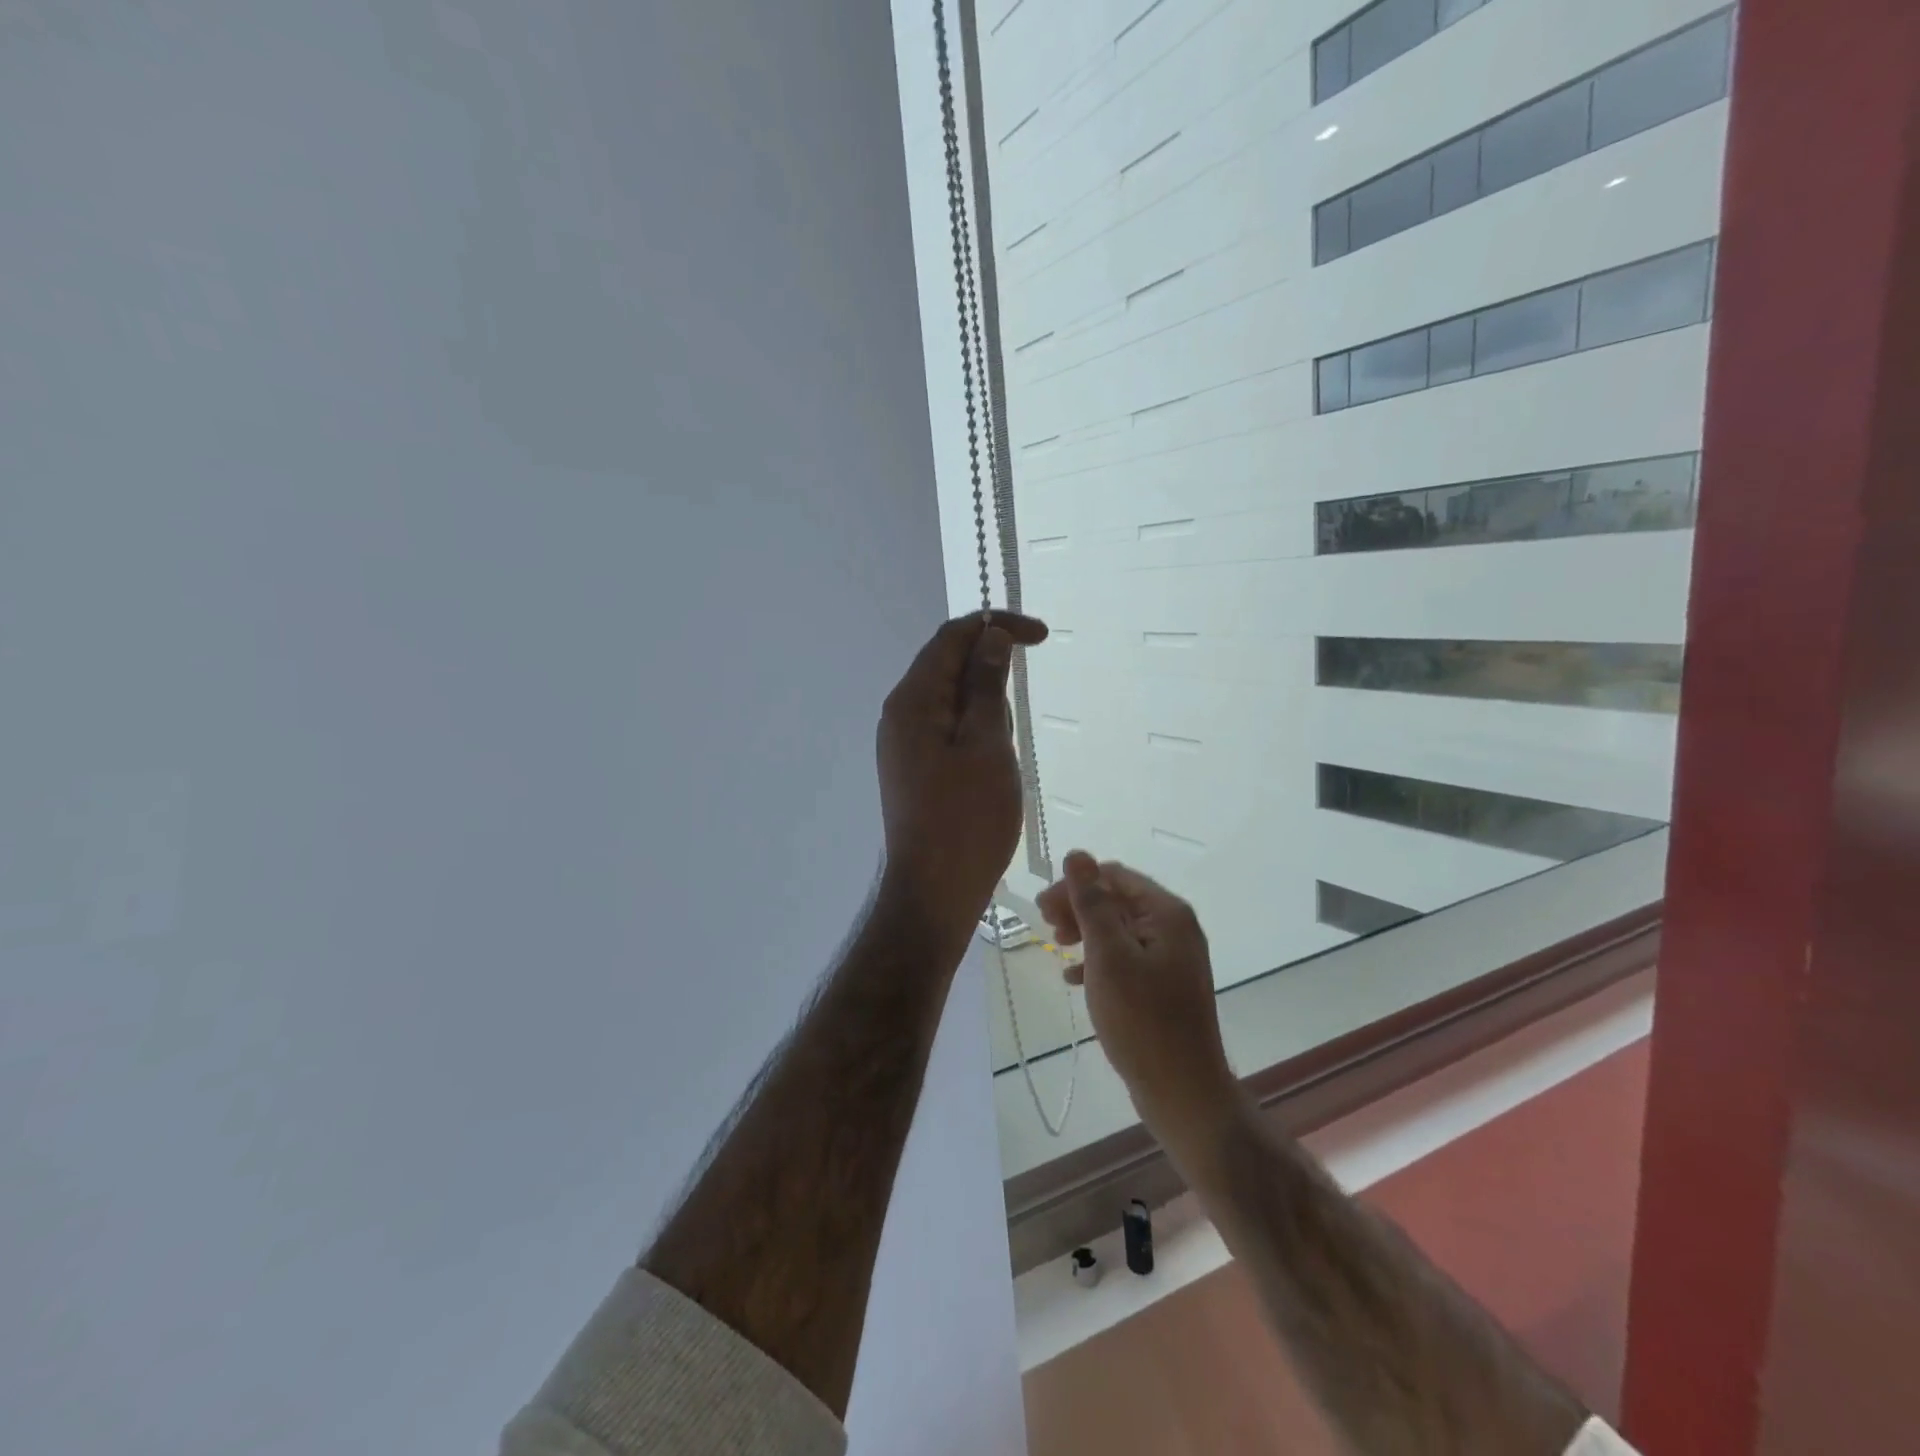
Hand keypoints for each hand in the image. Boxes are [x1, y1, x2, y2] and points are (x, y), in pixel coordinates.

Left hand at [877, 610, 1047, 946]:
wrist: (935, 891)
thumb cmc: (967, 819)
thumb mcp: (986, 744)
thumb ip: (986, 685)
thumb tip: (990, 637)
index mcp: (912, 700)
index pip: (952, 637)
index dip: (997, 626)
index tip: (1042, 637)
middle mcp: (900, 714)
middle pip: (948, 665)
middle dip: (991, 675)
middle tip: (1012, 727)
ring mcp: (904, 743)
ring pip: (952, 701)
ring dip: (986, 710)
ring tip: (999, 760)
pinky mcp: (915, 767)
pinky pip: (948, 730)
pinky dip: (976, 733)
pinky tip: (989, 768)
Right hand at [1037, 852, 1237, 1139]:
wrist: (1183, 1091)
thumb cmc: (1142, 1020)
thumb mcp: (1109, 955)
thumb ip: (1092, 903)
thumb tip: (1077, 854)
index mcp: (1166, 913)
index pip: (1114, 876)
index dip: (1075, 885)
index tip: (1042, 908)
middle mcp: (1174, 927)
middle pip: (1117, 900)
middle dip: (1079, 907)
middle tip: (1046, 927)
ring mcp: (1172, 958)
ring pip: (1119, 928)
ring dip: (1086, 932)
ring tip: (1056, 947)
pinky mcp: (1164, 985)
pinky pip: (1126, 957)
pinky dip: (1098, 960)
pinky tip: (1073, 978)